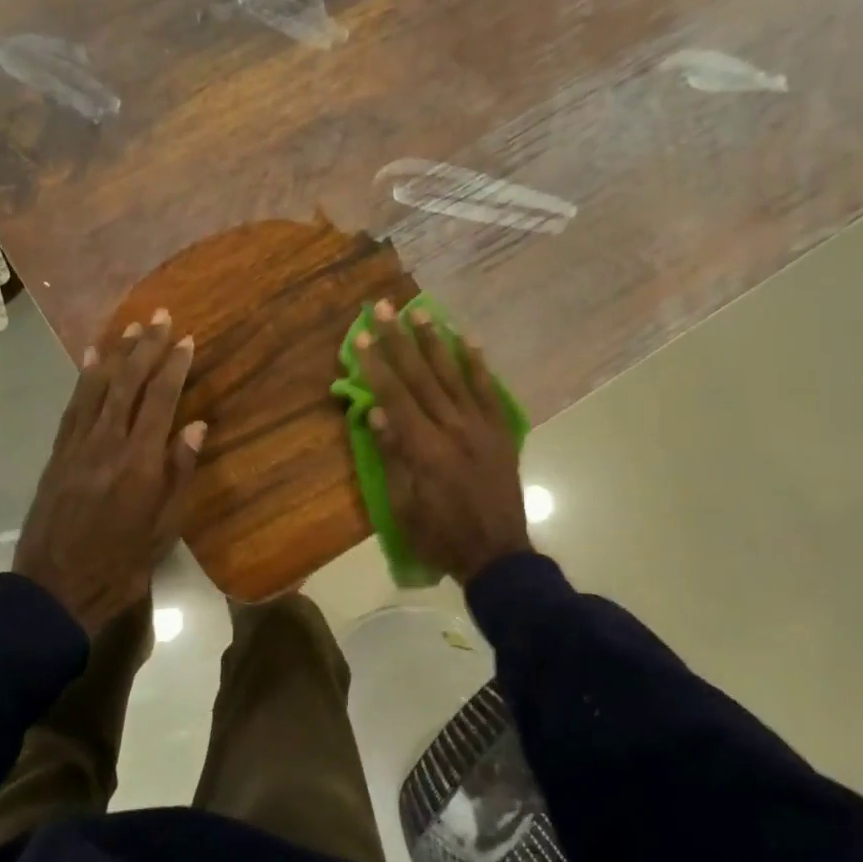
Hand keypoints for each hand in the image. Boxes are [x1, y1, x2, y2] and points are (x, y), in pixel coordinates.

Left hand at [14, 310, 205, 634]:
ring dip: (115, 354)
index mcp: (140, 461)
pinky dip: (84, 379)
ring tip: (130, 327)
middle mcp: (107, 443)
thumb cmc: (122, 563)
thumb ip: (180, 472)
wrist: (56, 589)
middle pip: (128, 383)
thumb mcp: (165, 527)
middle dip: (146, 347)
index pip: (161, 400)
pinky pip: (73, 406)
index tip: (186, 339)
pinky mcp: (58, 453)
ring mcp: (78, 445)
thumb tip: (195, 425)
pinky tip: (91, 360)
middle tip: (160, 317)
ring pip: (98, 387)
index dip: (174, 366)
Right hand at [356, 299, 530, 583]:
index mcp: (425, 448)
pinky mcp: (500, 432)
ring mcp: (481, 427)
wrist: (498, 554)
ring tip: (422, 311)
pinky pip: (489, 392)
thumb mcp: (405, 506)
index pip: (395, 396)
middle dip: (400, 340)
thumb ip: (393, 456)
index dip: (377, 365)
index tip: (363, 336)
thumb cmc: (441, 536)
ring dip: (436, 341)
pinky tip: (468, 340)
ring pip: (455, 376)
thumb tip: (376, 413)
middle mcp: (453, 428)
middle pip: (422, 376)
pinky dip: (478, 365)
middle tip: (386, 307)